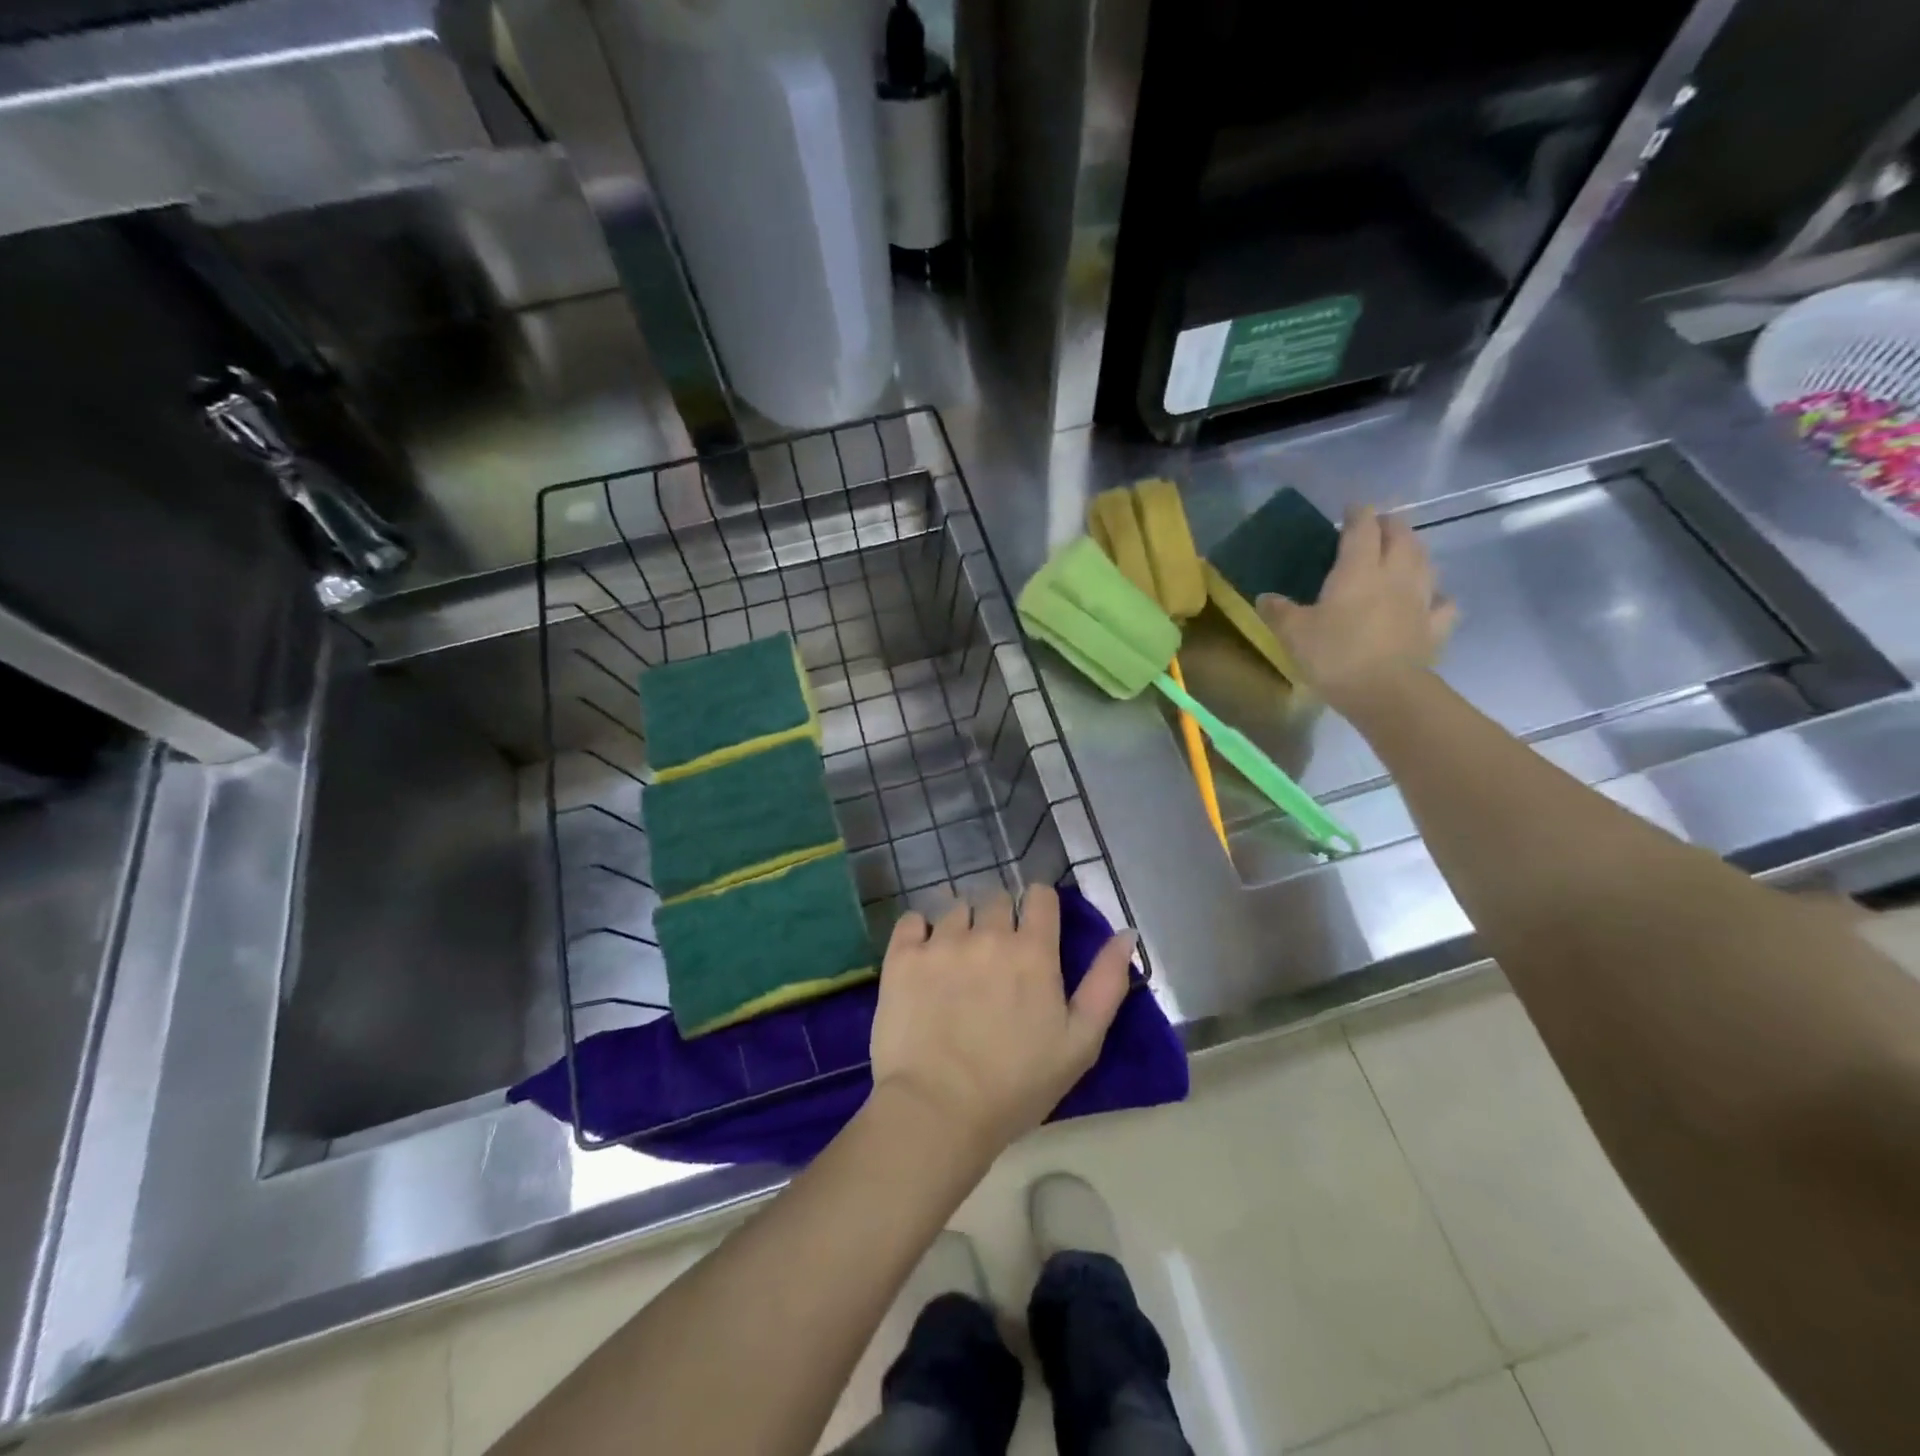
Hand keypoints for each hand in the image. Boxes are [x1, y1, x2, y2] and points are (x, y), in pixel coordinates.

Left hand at [869, 885, 1136, 1158]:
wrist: (938, 1111)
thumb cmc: (1017, 1085)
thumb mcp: (1080, 1043)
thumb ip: (1106, 983)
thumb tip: (1125, 933)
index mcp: (1033, 951)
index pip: (1040, 896)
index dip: (1039, 907)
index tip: (1034, 929)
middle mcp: (987, 934)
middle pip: (996, 898)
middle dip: (999, 918)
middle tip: (994, 957)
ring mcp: (941, 942)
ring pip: (954, 908)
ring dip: (960, 926)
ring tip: (956, 962)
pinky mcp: (902, 956)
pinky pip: (911, 920)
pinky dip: (918, 932)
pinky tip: (922, 959)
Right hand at [1258, 505, 1456, 714]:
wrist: (1385, 691)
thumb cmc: (1335, 654)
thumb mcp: (1293, 633)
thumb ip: (1279, 611)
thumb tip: (1265, 597)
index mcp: (1359, 569)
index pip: (1363, 527)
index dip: (1358, 513)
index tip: (1351, 509)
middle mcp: (1396, 574)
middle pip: (1401, 536)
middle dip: (1390, 524)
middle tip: (1378, 525)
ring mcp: (1421, 599)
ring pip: (1425, 561)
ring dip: (1415, 551)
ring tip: (1404, 552)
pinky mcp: (1435, 626)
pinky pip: (1442, 603)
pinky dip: (1437, 596)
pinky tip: (1430, 600)